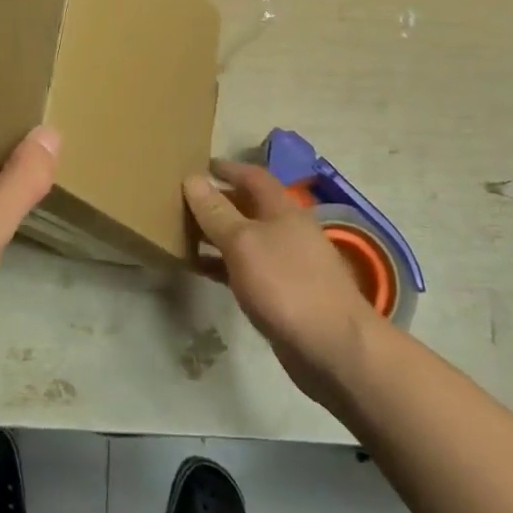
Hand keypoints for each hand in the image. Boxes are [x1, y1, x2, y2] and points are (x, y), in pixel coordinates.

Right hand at [183, 161, 382, 407]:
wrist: (332, 347)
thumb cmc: (286, 284)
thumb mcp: (243, 241)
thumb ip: (216, 211)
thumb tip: (192, 178)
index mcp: (282, 209)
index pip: (253, 176)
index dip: (227, 168)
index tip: (197, 164)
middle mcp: (286, 230)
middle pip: (247, 206)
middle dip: (217, 201)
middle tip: (180, 199)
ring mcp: (285, 264)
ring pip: (244, 239)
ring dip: (215, 234)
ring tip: (180, 232)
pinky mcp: (280, 294)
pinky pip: (244, 269)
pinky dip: (221, 264)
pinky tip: (198, 268)